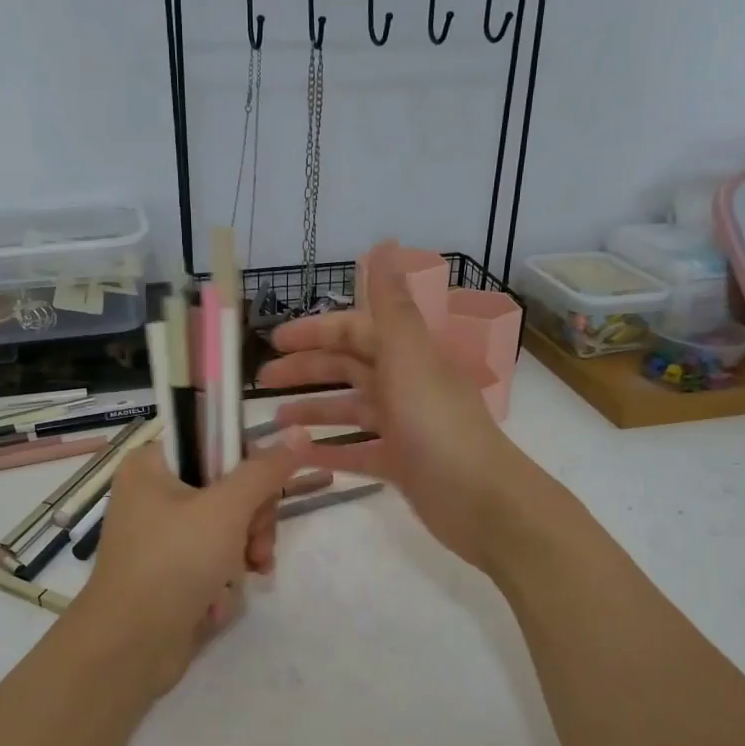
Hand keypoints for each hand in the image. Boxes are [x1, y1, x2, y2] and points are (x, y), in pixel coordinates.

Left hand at [72, 439, 300, 693]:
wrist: (129, 648)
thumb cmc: (174, 563)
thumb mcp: (226, 509)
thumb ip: (265, 471)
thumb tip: (299, 431)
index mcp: (153, 464)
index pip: (217, 443)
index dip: (249, 468)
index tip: (266, 495)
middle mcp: (153, 493)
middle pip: (228, 488)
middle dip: (252, 521)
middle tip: (255, 546)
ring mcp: (161, 535)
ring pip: (227, 526)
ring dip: (244, 552)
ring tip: (248, 575)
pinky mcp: (169, 571)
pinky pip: (212, 559)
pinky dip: (224, 577)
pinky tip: (222, 600)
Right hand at [258, 242, 537, 571]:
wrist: (481, 501)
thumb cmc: (438, 425)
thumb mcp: (409, 358)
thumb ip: (390, 306)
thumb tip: (384, 244)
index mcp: (408, 356)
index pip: (356, 331)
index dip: (317, 331)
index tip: (275, 339)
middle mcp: (406, 385)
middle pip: (349, 369)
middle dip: (307, 370)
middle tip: (263, 379)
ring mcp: (404, 427)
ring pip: (351, 410)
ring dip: (314, 411)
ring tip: (274, 422)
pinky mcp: (402, 465)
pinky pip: (357, 452)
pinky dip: (329, 451)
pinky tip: (298, 456)